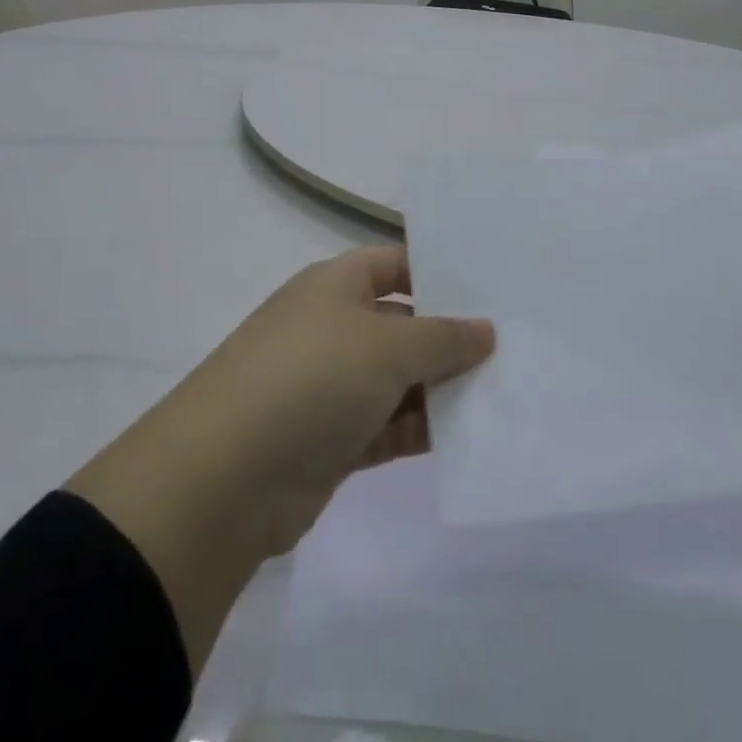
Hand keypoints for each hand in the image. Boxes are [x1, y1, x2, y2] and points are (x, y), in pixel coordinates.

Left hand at [68, 247, 493, 667]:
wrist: (226, 477)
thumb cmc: (311, 378)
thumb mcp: (385, 346)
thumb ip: (442, 337)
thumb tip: (485, 330)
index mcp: (336, 286)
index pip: (397, 264)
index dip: (440, 274)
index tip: (493, 291)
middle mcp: (333, 328)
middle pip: (403, 324)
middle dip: (451, 339)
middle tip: (515, 350)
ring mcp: (331, 386)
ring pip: (400, 380)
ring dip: (441, 390)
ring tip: (503, 396)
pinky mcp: (333, 440)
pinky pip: (389, 426)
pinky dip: (422, 431)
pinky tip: (467, 439)